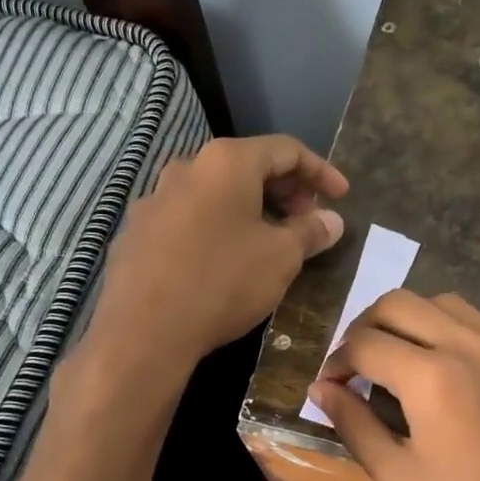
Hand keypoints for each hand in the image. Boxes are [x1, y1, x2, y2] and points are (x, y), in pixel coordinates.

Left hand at [95, 135, 347, 369]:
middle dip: (285, 191)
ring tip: (271, 241)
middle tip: (308, 221)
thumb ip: (310, 232)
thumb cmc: (223, 282)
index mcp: (226, 162)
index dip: (320, 172)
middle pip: (247, 166)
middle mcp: (186, 168)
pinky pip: (189, 218)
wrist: (143, 331)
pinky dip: (218, 227)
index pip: (286, 150)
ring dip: (251, 210)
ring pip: (216, 193)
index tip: (342, 197)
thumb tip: (331, 220)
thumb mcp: (281, 258)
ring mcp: (154, 199)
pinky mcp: (136, 232)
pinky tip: (226, 259)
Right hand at [309, 291, 479, 480]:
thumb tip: (321, 389)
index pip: (364, 342)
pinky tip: (450, 365)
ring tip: (402, 360)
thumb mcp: (401, 479)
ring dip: (409, 320)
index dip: (337, 360)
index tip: (332, 385)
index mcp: (430, 377)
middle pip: (398, 303)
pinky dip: (450, 328)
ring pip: (441, 302)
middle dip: (365, 326)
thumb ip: (354, 426)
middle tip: (358, 364)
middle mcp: (467, 343)